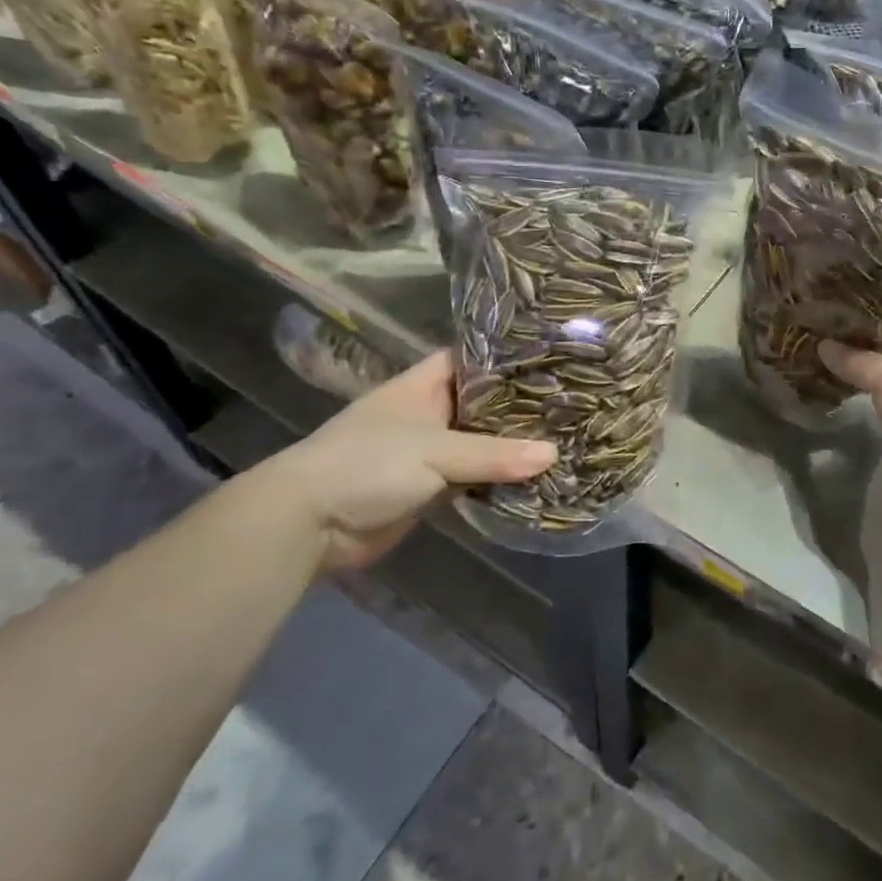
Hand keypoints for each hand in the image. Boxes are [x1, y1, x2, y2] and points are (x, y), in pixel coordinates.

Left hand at [261, 351, 555, 571]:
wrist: (308, 525)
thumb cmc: (367, 465)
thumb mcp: (434, 452)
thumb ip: (494, 454)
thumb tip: (554, 454)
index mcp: (423, 386)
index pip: (473, 357)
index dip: (509, 355)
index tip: (554, 356)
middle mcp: (430, 412)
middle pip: (484, 402)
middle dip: (521, 404)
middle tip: (573, 401)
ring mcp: (430, 451)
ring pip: (482, 441)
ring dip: (513, 445)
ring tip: (568, 435)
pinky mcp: (431, 488)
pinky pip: (474, 477)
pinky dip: (499, 478)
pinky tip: (537, 476)